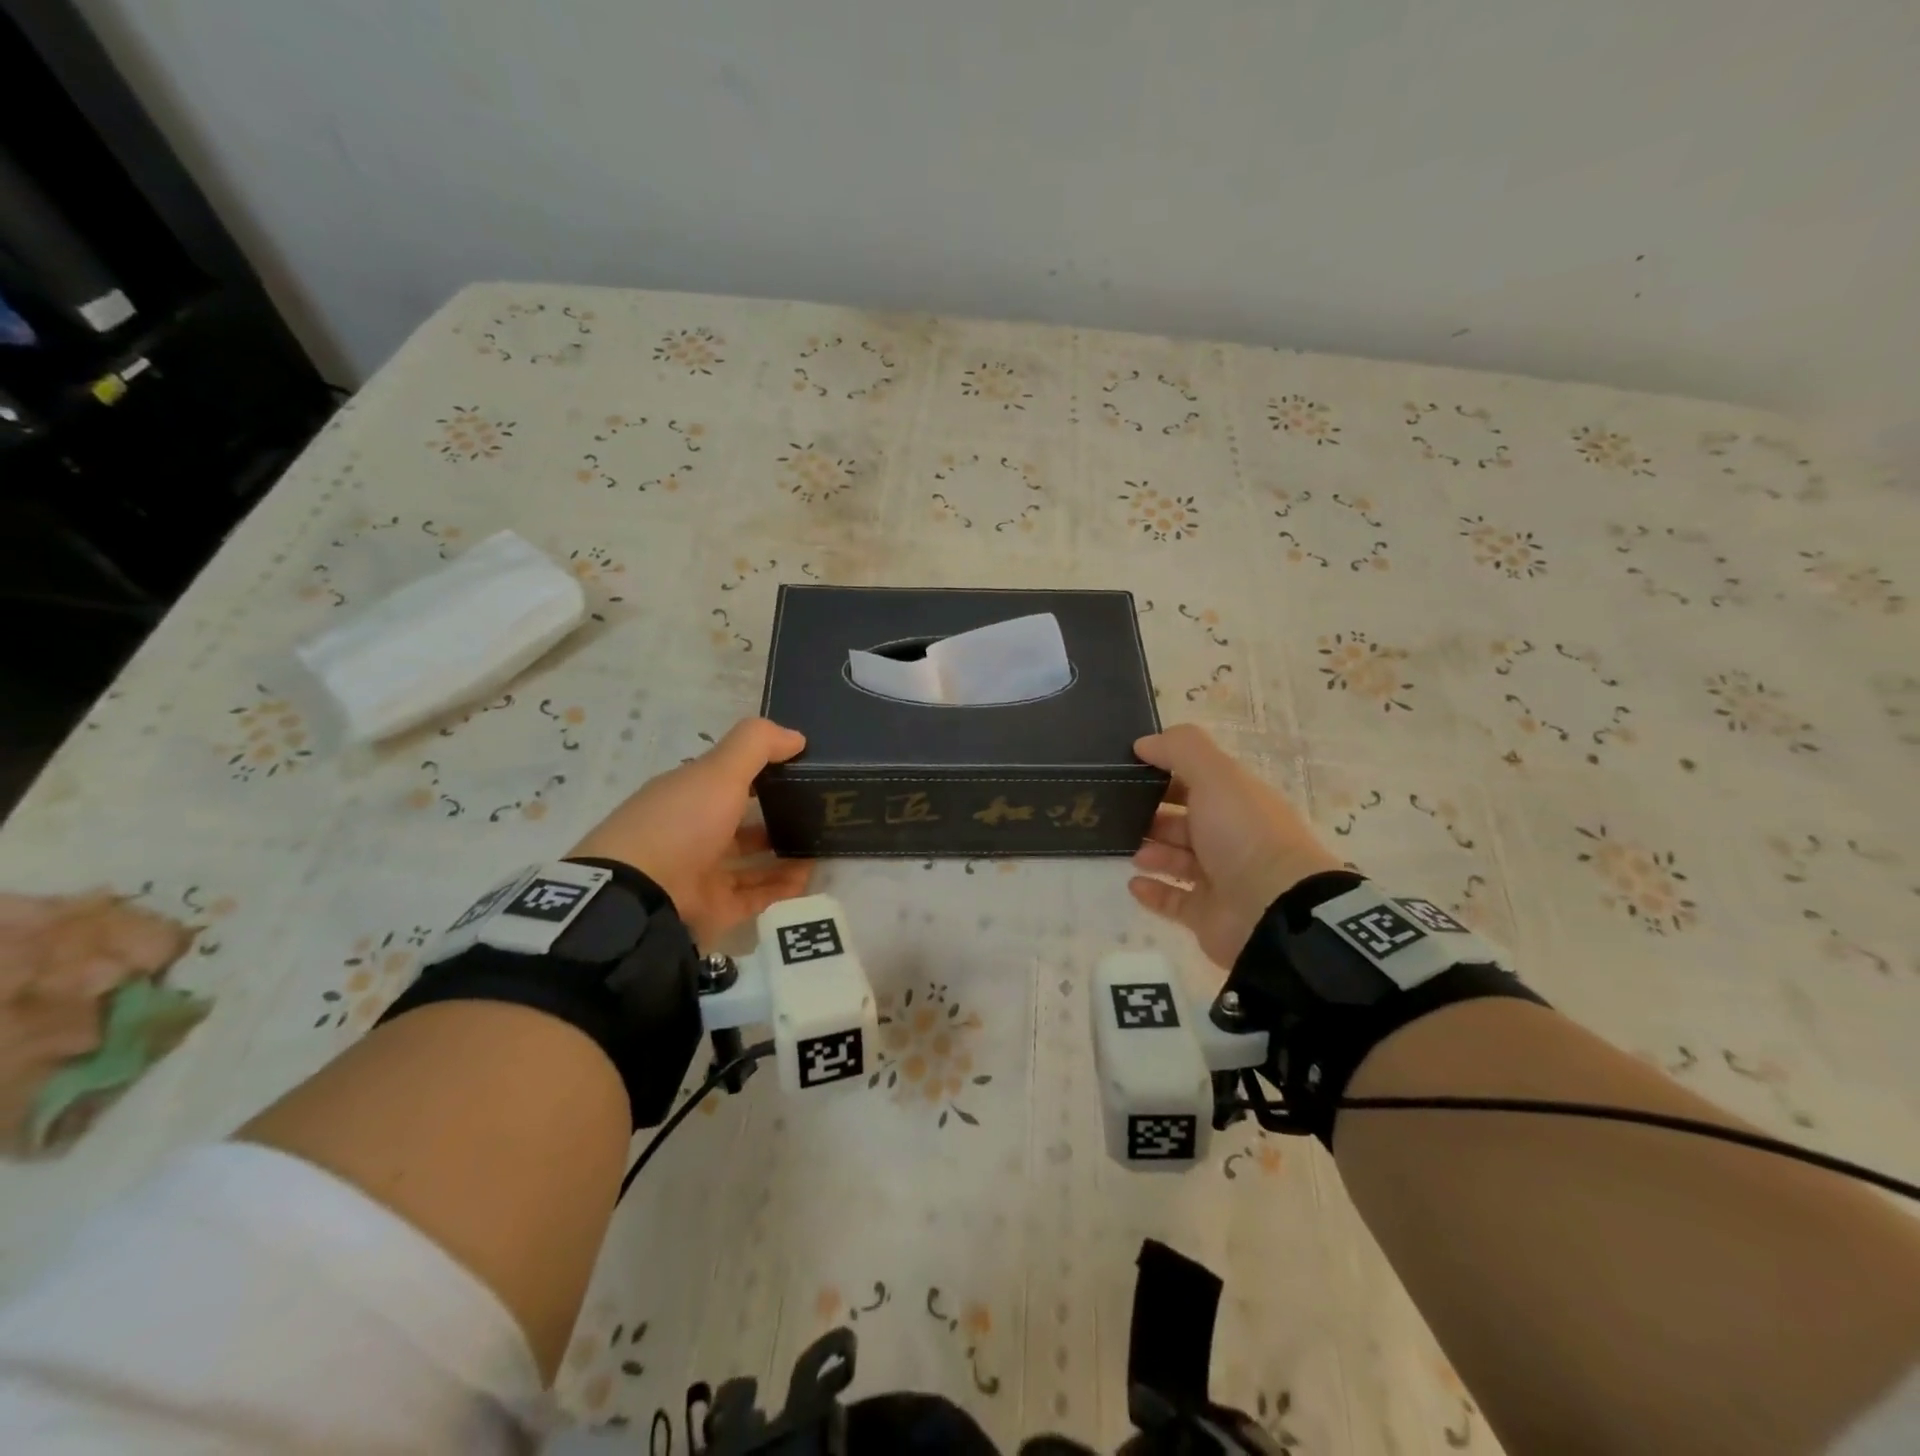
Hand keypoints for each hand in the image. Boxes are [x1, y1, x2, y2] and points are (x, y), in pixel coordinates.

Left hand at [568, 718, 812, 946]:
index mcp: (688, 796)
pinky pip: (755, 897)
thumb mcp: (719, 771)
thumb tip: (797, 737)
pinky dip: (781, 888)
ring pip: (751, 862)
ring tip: (819, 848)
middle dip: (776, 818)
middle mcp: (693, 833)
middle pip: (741, 824)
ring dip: (784, 855)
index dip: (760, 773)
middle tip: (816, 814)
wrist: (641, 895)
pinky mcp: (714, 909)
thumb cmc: (680, 822)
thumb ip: (757, 746)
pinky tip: (808, 878)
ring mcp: (702, 873)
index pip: (727, 781)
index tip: (799, 771)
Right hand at [1129, 724, 1347, 966]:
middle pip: (1186, 821)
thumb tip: (1144, 743)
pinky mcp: (1209, 915)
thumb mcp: (1216, 776)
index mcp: (1238, 801)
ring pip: (1178, 860)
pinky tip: (1134, 883)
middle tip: (1120, 813)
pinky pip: (1175, 899)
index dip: (1167, 773)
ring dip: (1152, 851)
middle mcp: (1232, 837)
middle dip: (1154, 815)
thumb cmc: (1244, 835)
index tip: (1130, 771)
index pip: (1199, 781)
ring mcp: (1222, 878)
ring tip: (1131, 850)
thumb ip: (1180, 750)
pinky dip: (1154, 891)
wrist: (1275, 910)